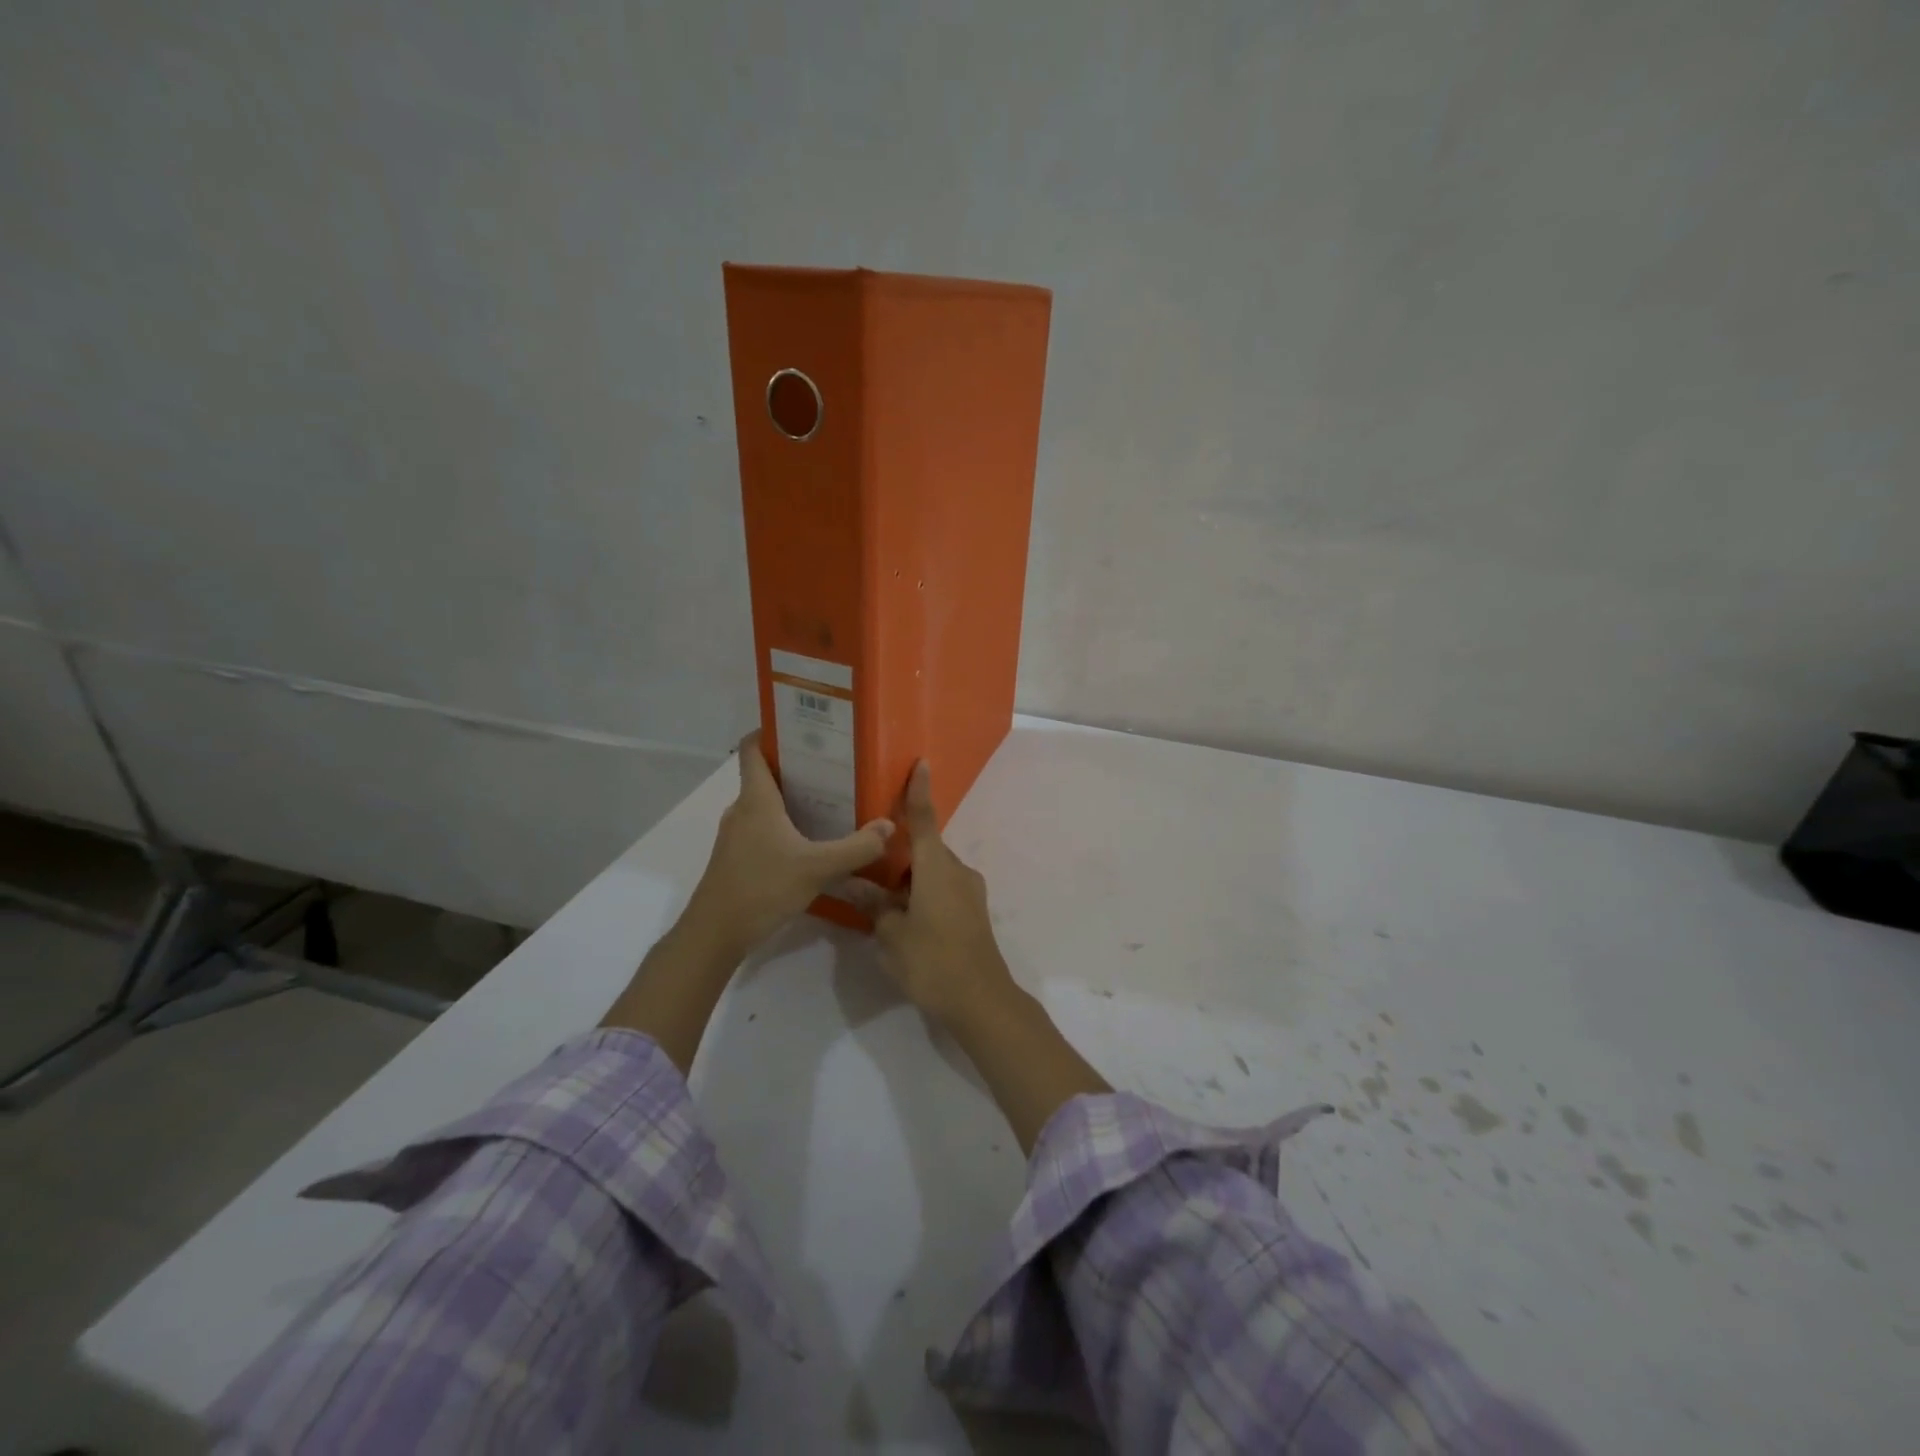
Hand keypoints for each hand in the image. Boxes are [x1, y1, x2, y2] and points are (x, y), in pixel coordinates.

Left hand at [683, 730, 894, 956]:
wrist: (715, 933)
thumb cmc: (761, 887)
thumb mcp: (817, 867)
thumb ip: (856, 847)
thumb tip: (889, 826)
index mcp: (756, 799)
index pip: (753, 749)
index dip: (771, 732)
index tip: (802, 726)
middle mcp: (742, 810)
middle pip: (766, 776)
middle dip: (797, 767)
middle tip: (835, 765)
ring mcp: (736, 836)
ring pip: (766, 805)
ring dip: (793, 799)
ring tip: (831, 800)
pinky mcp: (737, 858)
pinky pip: (763, 829)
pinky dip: (786, 826)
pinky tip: (812, 841)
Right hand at [871, 761, 1019, 1028]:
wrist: (981, 1000)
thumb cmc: (932, 960)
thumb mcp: (891, 934)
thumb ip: (874, 905)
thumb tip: (852, 883)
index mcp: (937, 867)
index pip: (925, 819)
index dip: (919, 791)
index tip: (921, 763)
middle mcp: (957, 871)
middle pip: (925, 850)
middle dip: (898, 855)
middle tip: (867, 864)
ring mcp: (969, 892)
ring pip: (933, 872)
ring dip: (909, 879)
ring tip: (879, 899)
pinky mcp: (973, 912)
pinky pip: (943, 889)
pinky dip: (923, 893)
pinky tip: (903, 917)